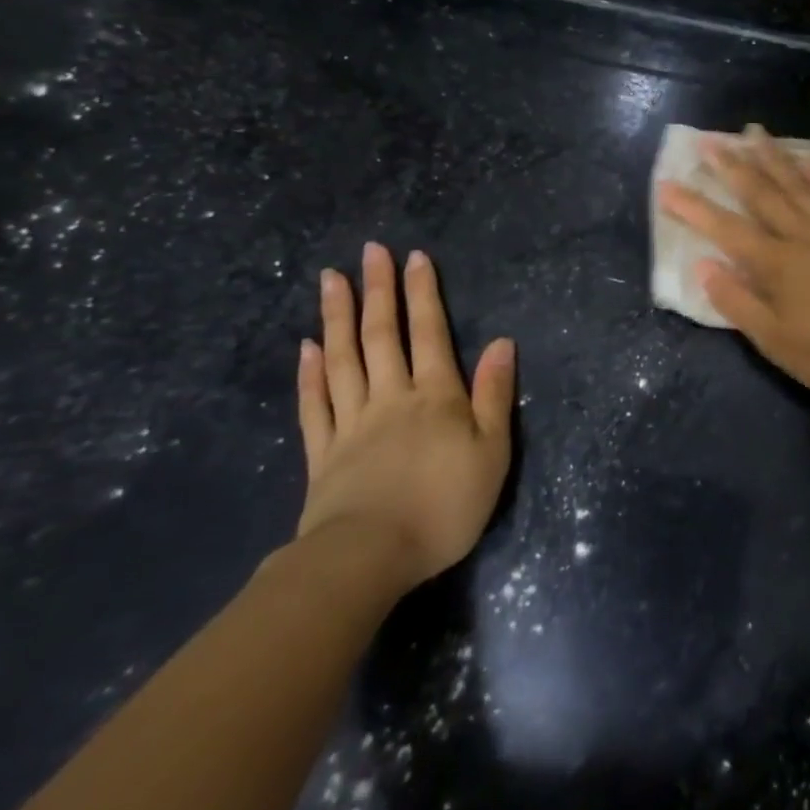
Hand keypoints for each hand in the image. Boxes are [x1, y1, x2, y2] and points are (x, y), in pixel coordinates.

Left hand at [294, 242, 513, 588]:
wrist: (370, 557)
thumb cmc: (445, 505)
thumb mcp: (492, 452)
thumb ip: (493, 394)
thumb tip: (501, 342)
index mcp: (435, 395)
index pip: (429, 332)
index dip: (423, 293)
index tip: (414, 257)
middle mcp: (391, 397)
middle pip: (381, 334)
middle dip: (378, 290)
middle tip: (369, 251)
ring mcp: (351, 422)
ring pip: (343, 359)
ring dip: (337, 316)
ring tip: (331, 279)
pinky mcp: (323, 452)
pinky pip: (315, 403)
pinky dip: (311, 373)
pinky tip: (308, 348)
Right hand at [658, 129, 809, 401]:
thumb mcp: (778, 343)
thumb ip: (738, 303)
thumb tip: (704, 266)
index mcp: (776, 264)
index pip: (725, 229)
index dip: (693, 208)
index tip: (667, 185)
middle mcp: (802, 235)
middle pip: (761, 193)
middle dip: (731, 166)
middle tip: (710, 140)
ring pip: (797, 184)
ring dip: (773, 158)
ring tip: (754, 133)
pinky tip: (809, 158)